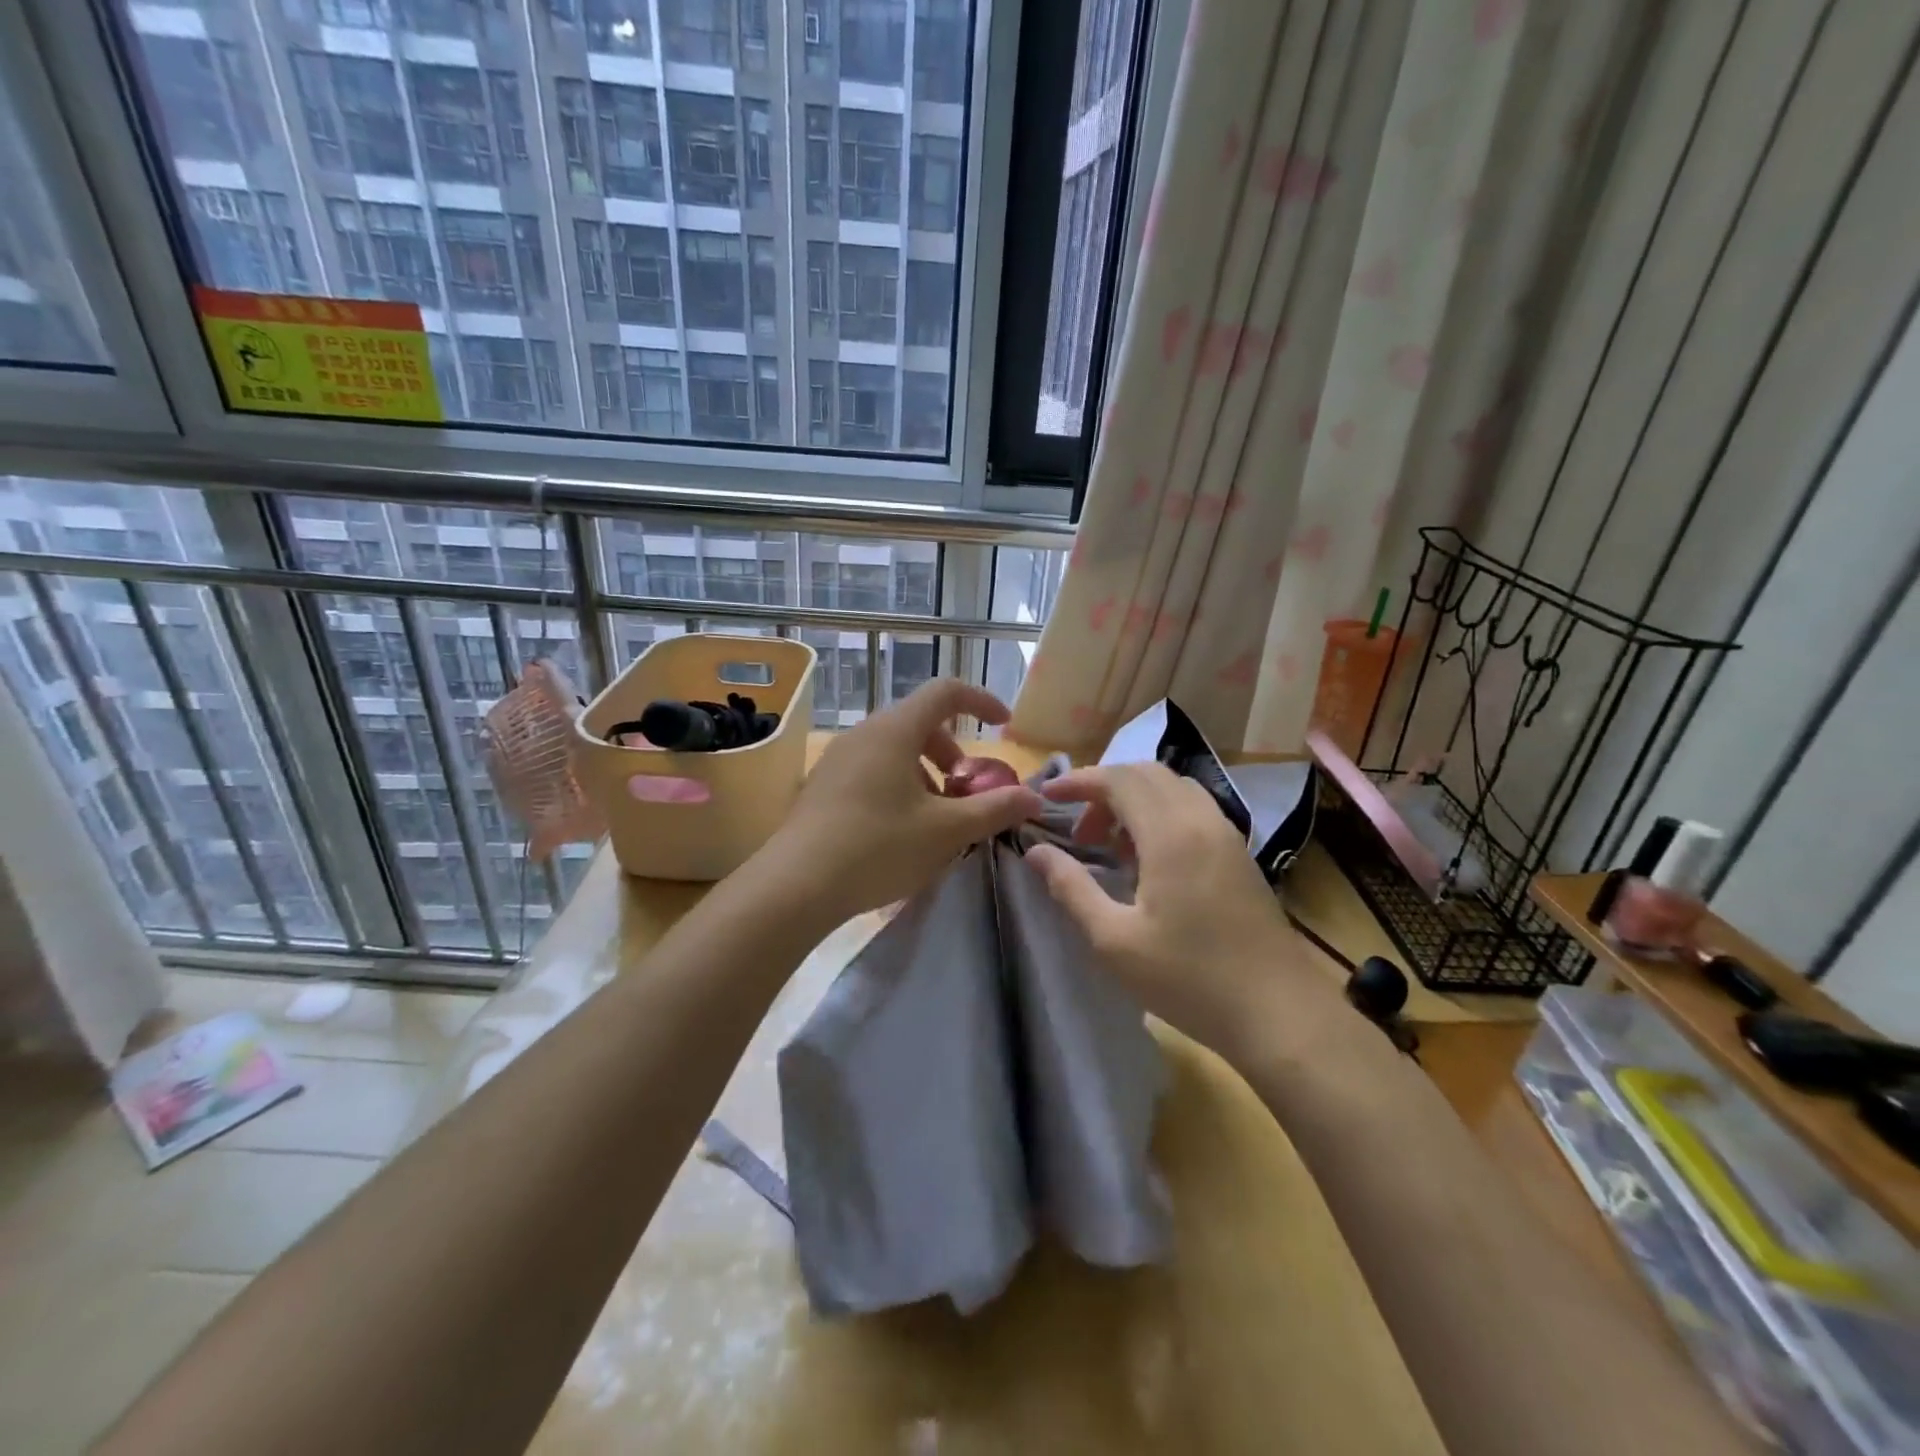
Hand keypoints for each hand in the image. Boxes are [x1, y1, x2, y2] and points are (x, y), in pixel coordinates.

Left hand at [760, 679, 1043, 923]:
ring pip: (895, 750)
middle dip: (953, 752)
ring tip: (935, 819)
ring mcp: (838, 758)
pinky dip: (899, 786)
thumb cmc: (878, 847)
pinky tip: (899, 831)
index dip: (981, 701)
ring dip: (926, 773)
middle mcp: (864, 733)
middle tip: (966, 792)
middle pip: (920, 723)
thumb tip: (1032, 797)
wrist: (795, 886)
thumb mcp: (946, 831)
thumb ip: (995, 809)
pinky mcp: (822, 786)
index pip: (946, 691)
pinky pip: (872, 769)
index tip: (1004, 725)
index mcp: (895, 730)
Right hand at [1025, 763, 1317, 1063]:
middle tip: (1077, 830)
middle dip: (1104, 788)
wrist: (1278, 1012)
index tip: (1046, 796)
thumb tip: (1036, 852)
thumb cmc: (1189, 978)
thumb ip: (1071, 888)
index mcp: (1170, 834)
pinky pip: (1193, 809)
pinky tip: (1148, 860)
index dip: (1078, 780)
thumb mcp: (1114, 940)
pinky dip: (1160, 814)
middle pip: (1146, 774)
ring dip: (1134, 800)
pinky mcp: (1239, 854)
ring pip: (1173, 788)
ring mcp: (1227, 835)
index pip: (1118, 780)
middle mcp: (1201, 820)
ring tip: (1109, 845)